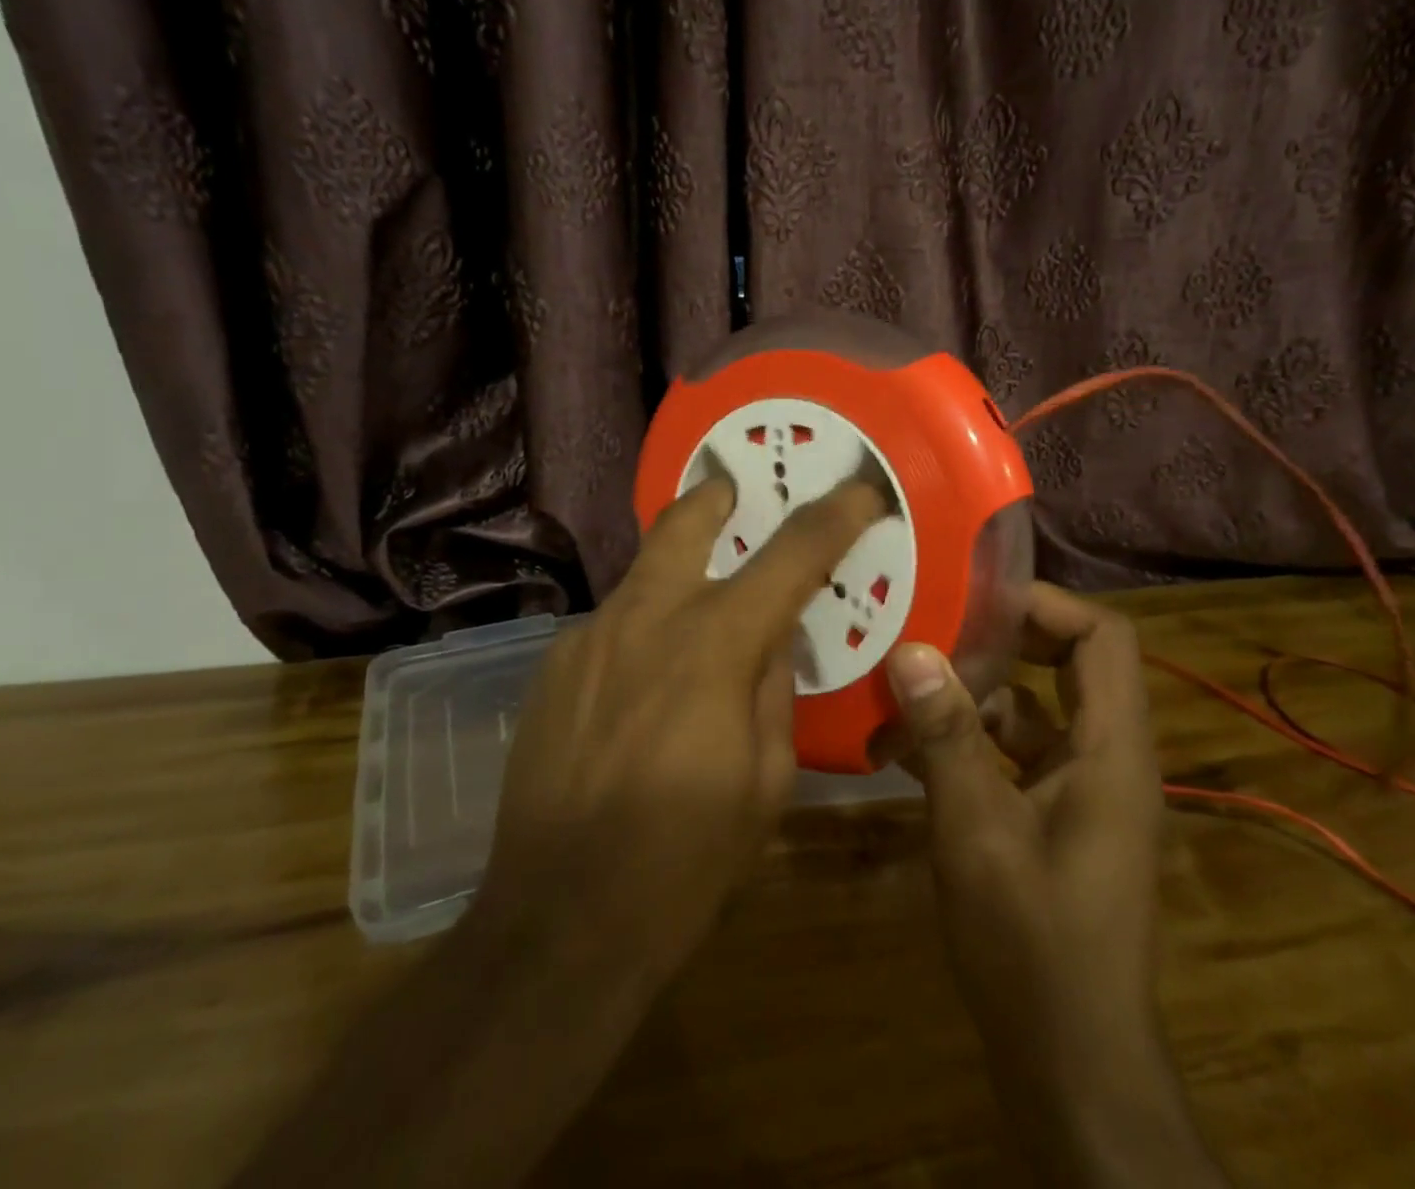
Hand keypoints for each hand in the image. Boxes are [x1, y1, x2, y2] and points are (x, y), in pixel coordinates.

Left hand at [235, 478, 887, 1188]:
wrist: (558, 924)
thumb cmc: (685, 861)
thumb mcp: (767, 780)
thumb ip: (773, 691)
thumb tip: (770, 642)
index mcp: (715, 644)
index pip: (791, 553)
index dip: (836, 515)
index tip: (862, 490)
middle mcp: (646, 618)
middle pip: (685, 521)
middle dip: (718, 496)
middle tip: (737, 493)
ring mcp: (588, 637)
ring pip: (644, 573)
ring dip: (679, 572)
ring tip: (699, 608)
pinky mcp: (552, 667)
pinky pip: (613, 625)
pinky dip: (644, 629)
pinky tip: (646, 681)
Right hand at [887, 585, 1221, 1185]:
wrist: (1070, 1066)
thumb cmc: (1033, 944)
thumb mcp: (977, 830)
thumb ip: (946, 736)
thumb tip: (911, 650)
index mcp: (1113, 750)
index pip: (1104, 638)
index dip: (1046, 605)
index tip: (976, 596)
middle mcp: (1108, 760)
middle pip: (1067, 666)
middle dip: (1000, 643)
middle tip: (931, 628)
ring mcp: (1081, 792)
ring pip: (1031, 713)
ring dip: (970, 698)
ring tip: (899, 688)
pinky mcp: (1054, 820)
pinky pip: (1014, 757)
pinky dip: (967, 744)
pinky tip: (903, 750)